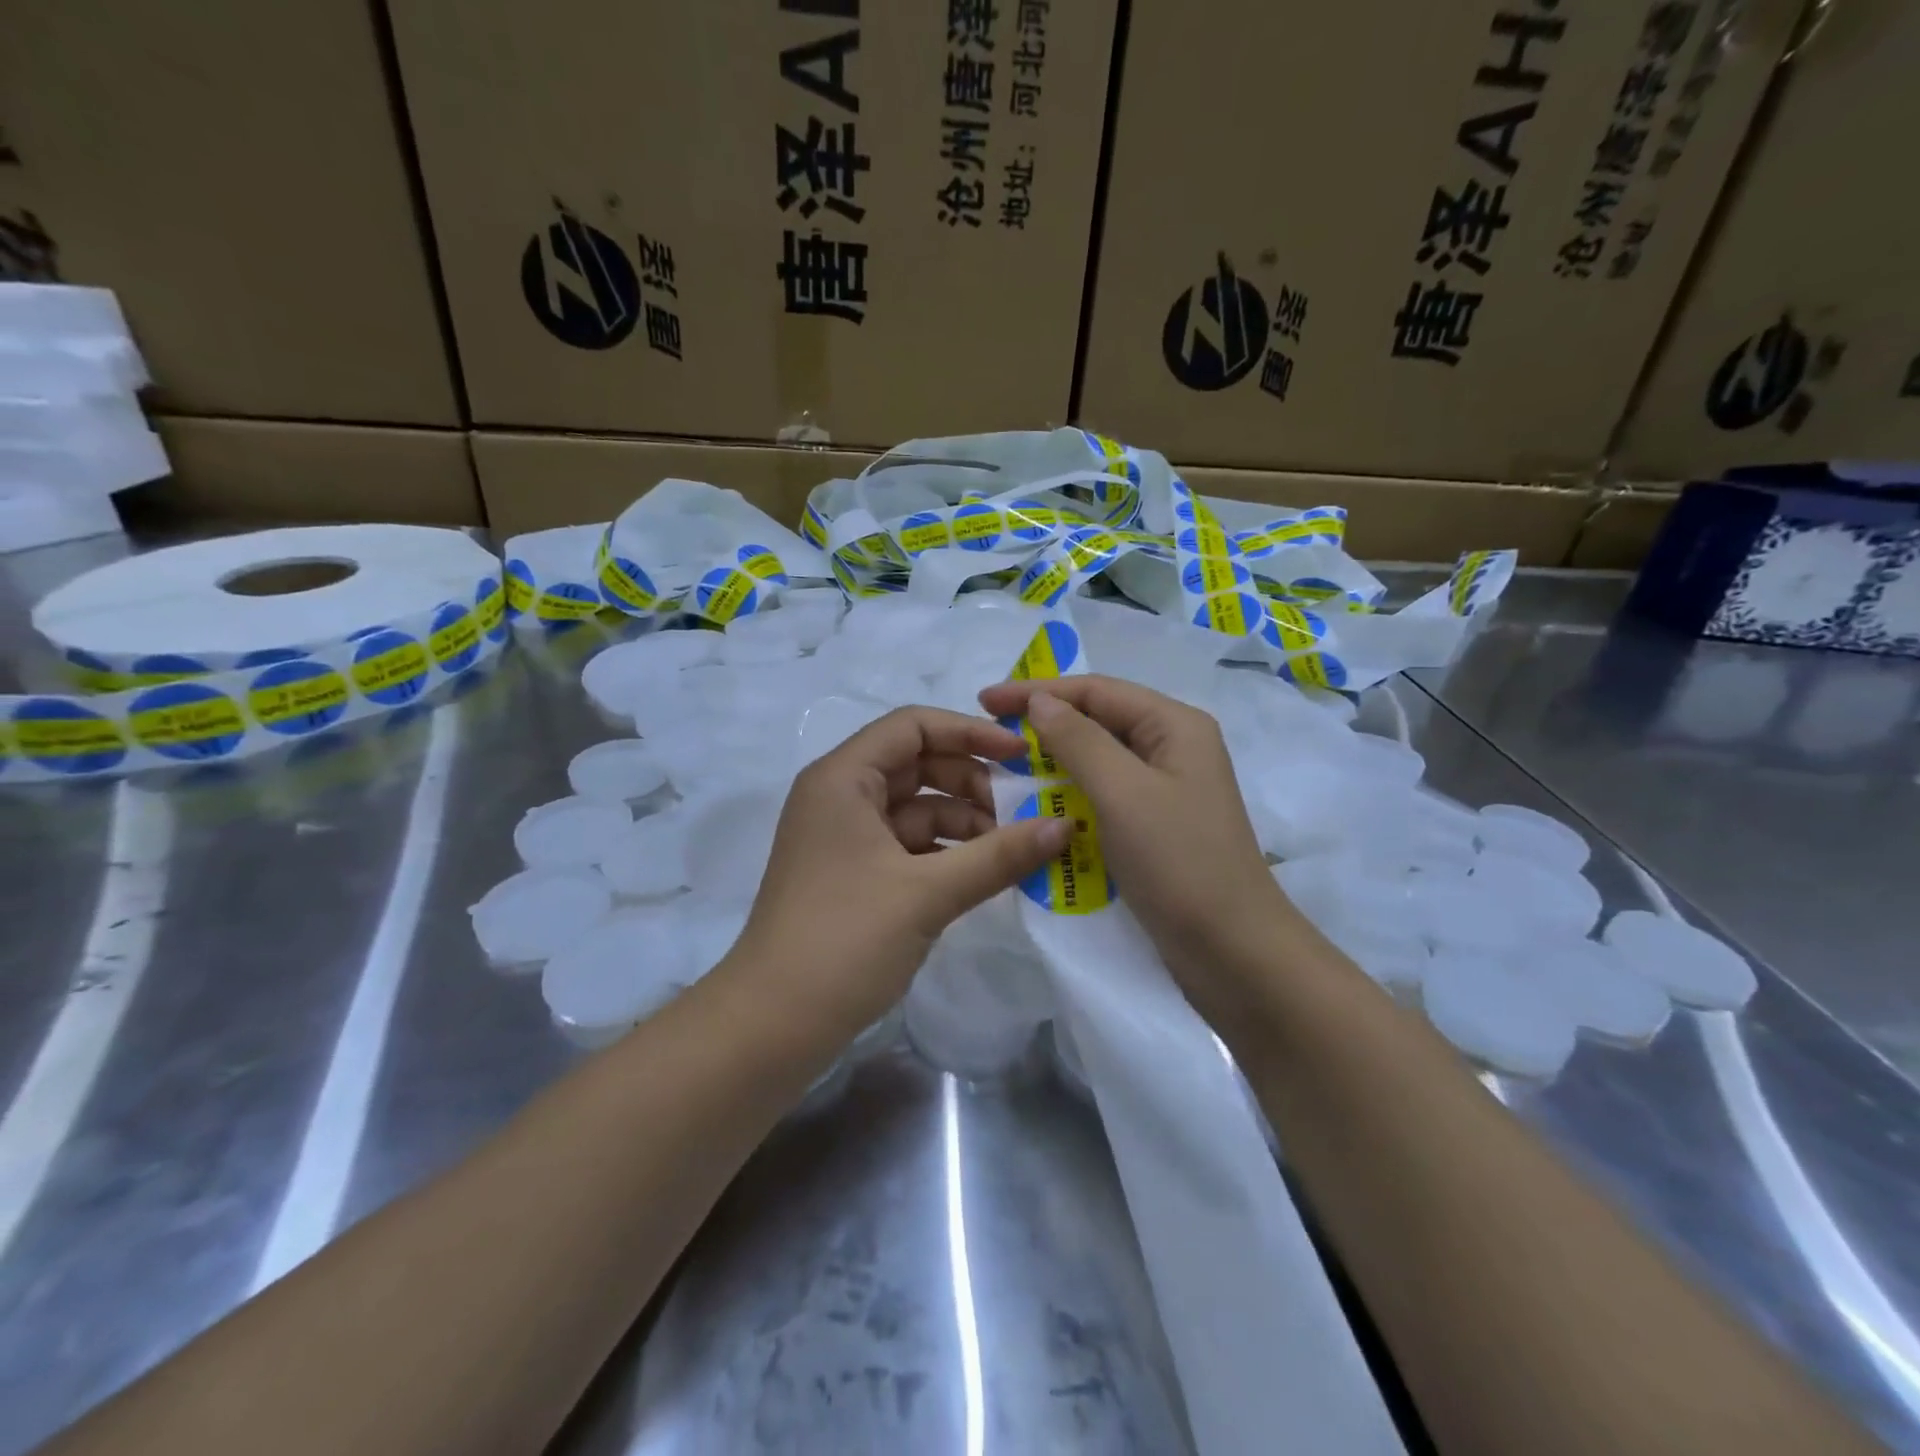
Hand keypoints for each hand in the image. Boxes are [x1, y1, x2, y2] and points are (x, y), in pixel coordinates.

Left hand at [726, 706, 1069, 1043]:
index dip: (970, 732)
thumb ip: (1000, 855)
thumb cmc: (845, 939)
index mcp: (843, 778)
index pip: (913, 726)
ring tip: (1011, 850)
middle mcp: (839, 796)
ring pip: (914, 808)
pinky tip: (983, 873)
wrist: (772, 1024)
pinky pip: (906, 844)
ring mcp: (843, 837)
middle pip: (916, 765)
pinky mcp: (851, 874)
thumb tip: (1065, 825)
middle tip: (1024, 810)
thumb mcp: (928, 893)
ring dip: (963, 822)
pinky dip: (945, 852)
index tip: (1022, 755)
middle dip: (972, 782)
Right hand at [977, 675, 1306, 1028]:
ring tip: (1004, 769)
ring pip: (1098, 760)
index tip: (984, 700)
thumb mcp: (1123, 793)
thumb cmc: (1179, 862)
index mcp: (1175, 725)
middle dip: (1044, 724)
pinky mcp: (1156, 826)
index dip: (1036, 691)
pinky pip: (1104, 795)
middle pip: (1098, 720)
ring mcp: (1166, 789)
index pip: (1096, 690)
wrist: (1233, 952)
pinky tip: (1038, 807)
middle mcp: (1173, 748)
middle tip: (989, 734)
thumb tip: (1040, 701)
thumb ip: (1078, 741)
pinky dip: (1070, 796)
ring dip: (1053, 761)